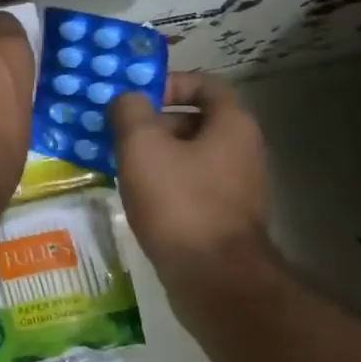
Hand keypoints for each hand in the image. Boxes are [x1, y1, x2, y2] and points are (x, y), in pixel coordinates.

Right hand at [108, 70, 271, 278]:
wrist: (214, 280)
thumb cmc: (179, 202)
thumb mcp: (142, 146)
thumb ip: (131, 111)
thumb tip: (128, 98)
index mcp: (232, 125)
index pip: (206, 83)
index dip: (170, 82)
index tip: (136, 96)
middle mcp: (243, 150)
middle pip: (195, 119)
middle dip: (154, 121)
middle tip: (117, 131)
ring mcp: (237, 187)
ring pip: (190, 155)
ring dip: (155, 154)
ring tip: (119, 163)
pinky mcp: (224, 217)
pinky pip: (190, 185)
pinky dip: (164, 183)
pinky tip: (136, 195)